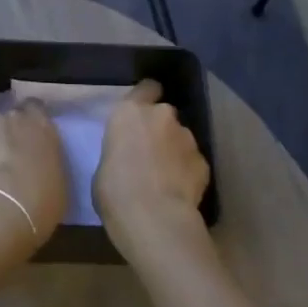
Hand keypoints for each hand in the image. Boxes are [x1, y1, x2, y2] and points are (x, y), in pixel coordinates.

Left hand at [0, 101, 67, 254]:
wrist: (5, 206)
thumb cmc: (41, 201)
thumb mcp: (57, 182)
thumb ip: (47, 164)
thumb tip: (38, 168)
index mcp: (43, 126)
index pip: (35, 109)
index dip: (28, 122)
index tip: (25, 138)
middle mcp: (17, 116)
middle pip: (9, 118)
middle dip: (5, 133)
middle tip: (4, 157)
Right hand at [92, 79, 210, 261]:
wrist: (154, 218)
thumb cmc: (115, 191)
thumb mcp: (104, 166)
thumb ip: (120, 151)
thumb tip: (130, 158)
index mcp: (130, 113)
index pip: (146, 88)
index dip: (147, 97)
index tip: (144, 111)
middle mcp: (162, 116)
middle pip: (164, 115)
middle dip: (161, 129)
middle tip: (151, 153)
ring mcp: (187, 137)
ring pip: (181, 138)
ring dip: (175, 151)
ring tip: (166, 178)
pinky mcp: (204, 161)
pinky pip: (192, 162)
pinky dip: (187, 172)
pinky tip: (179, 192)